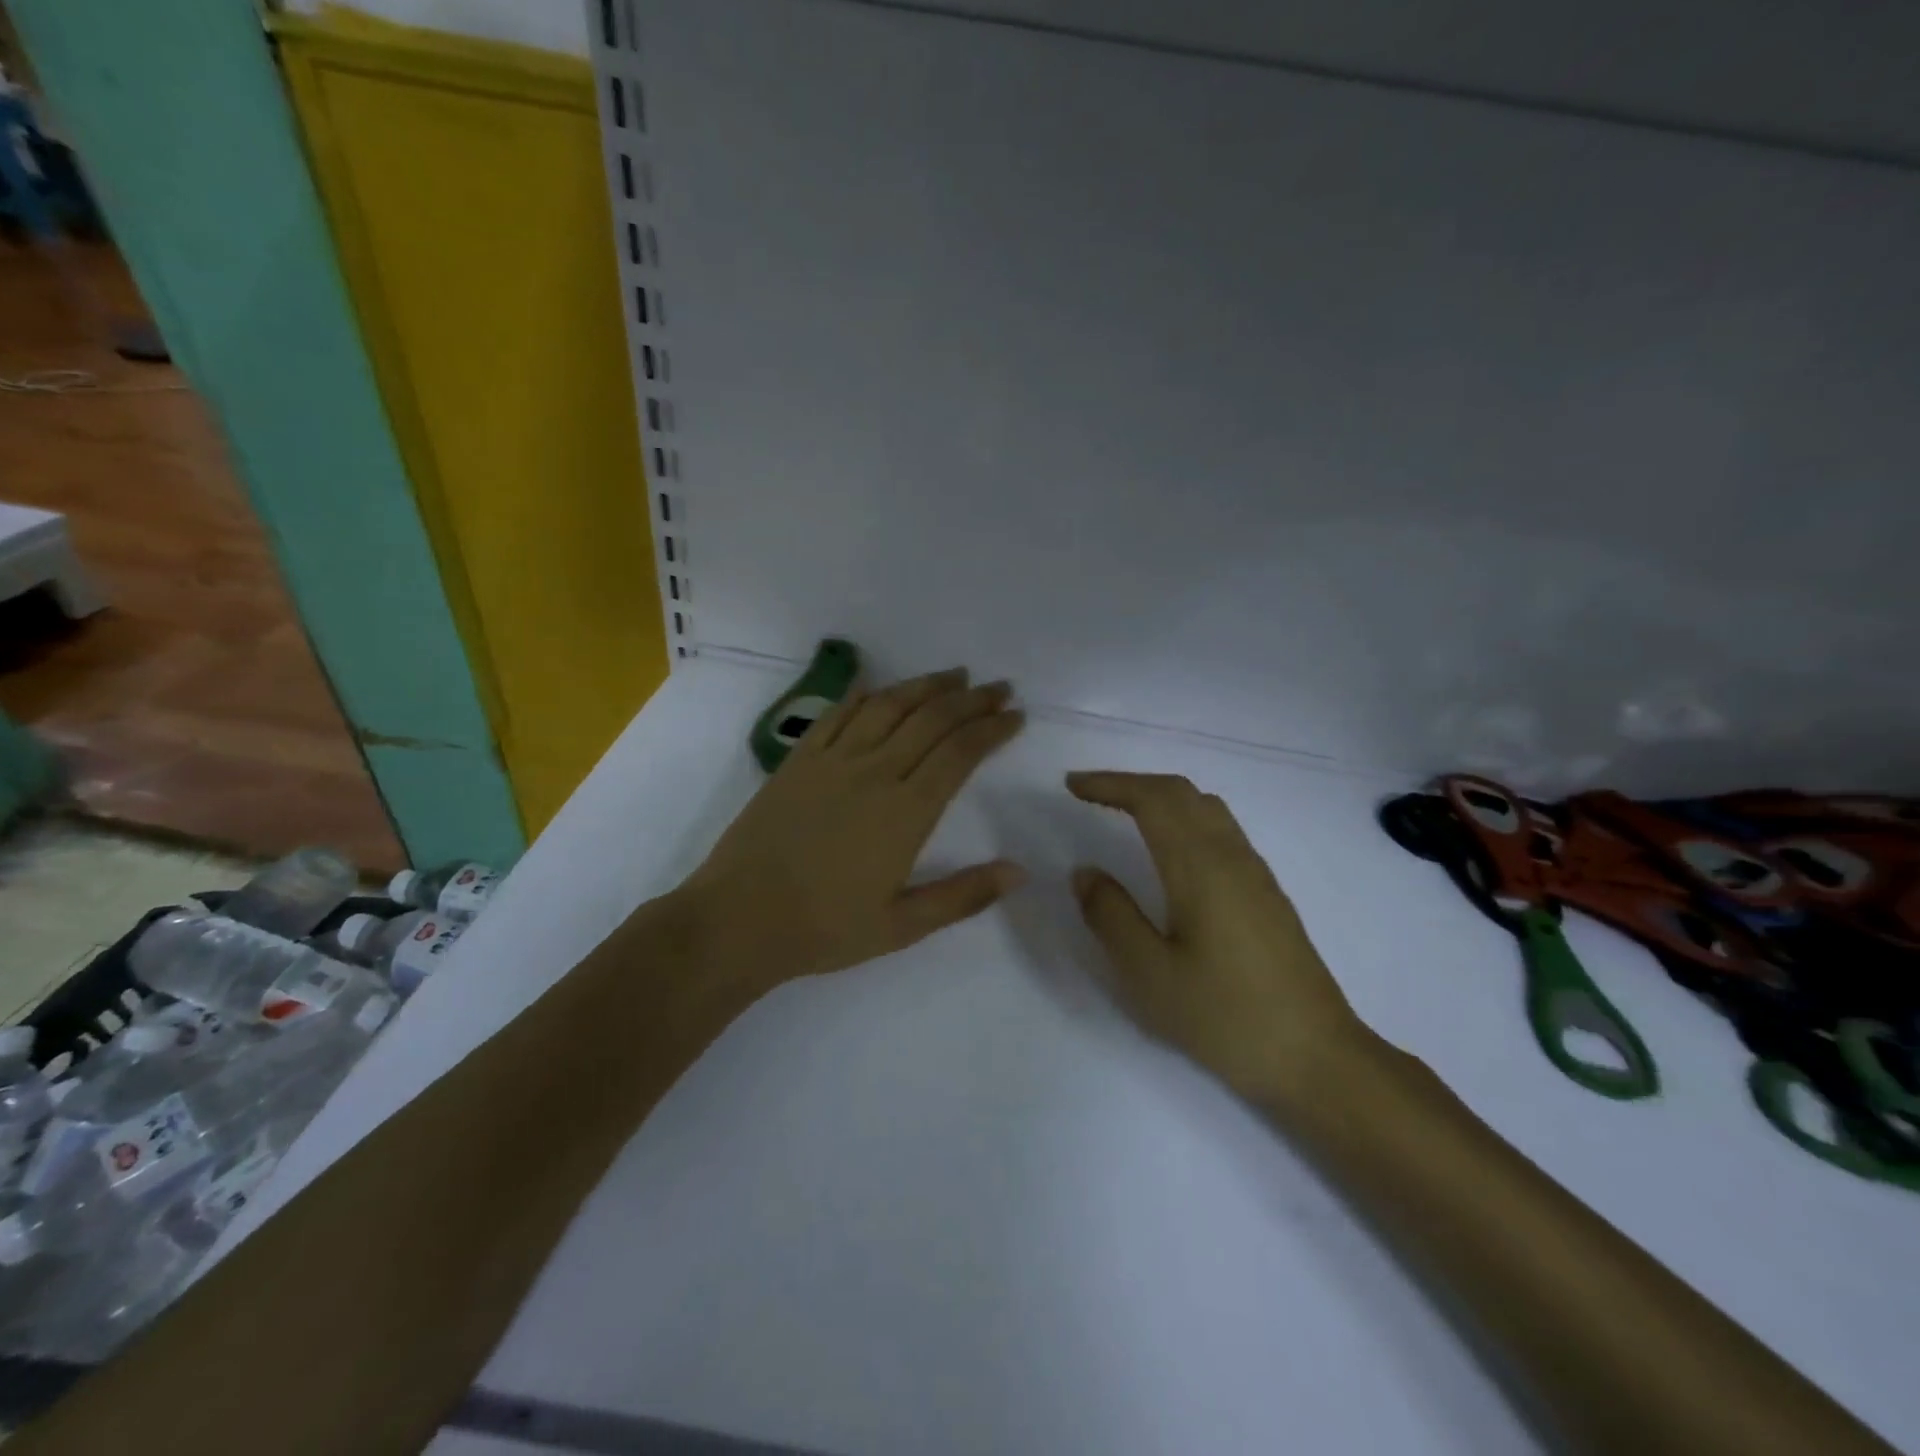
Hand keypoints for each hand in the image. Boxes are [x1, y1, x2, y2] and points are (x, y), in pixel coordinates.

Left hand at [673, 668, 1025, 988]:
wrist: (739, 918)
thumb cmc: (824, 928)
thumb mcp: (902, 926)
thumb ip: (963, 896)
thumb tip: (1020, 871)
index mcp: (906, 812)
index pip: (960, 754)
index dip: (992, 729)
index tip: (1016, 715)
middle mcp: (874, 772)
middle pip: (932, 720)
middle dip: (972, 700)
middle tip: (998, 688)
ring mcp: (833, 760)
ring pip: (889, 706)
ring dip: (926, 685)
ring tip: (955, 675)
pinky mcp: (799, 759)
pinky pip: (839, 713)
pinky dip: (867, 695)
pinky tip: (881, 688)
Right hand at [1067, 771, 1371, 1105]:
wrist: (1316, 1056)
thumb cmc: (1225, 1017)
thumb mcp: (1150, 974)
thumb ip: (1111, 916)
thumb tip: (1085, 872)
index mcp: (1200, 867)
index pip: (1152, 799)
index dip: (1109, 784)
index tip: (1071, 786)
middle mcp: (1230, 855)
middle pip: (1180, 792)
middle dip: (1131, 783)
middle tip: (1088, 793)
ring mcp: (1254, 872)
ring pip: (1205, 807)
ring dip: (1160, 797)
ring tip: (1123, 812)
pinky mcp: (1266, 892)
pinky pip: (1220, 829)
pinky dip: (1183, 816)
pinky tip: (1169, 850)